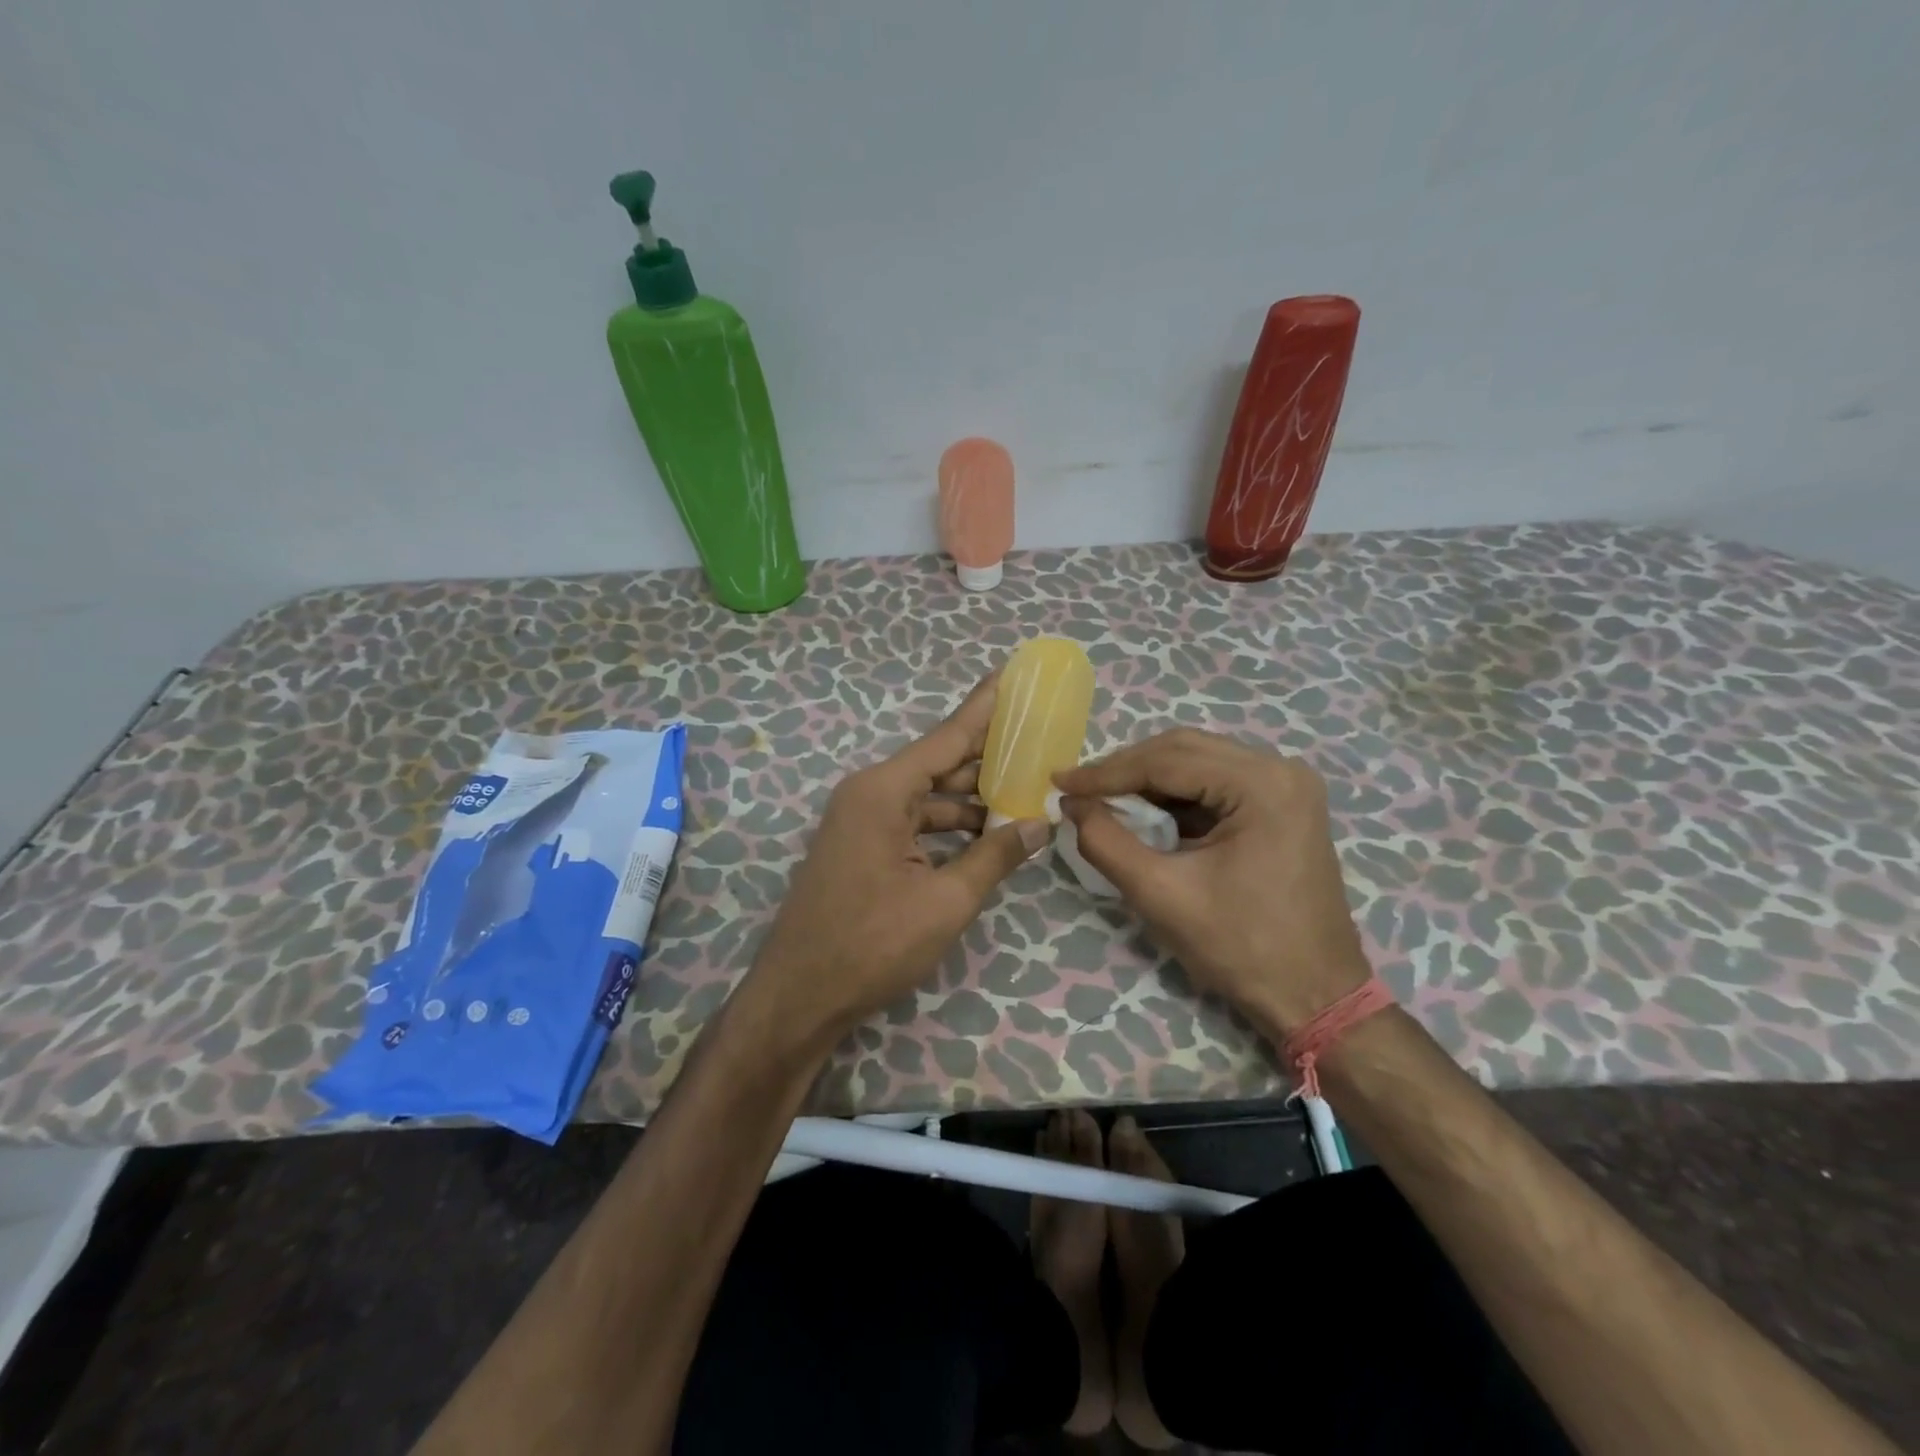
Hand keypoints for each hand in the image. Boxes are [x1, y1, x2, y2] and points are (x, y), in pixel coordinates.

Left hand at [747, 676, 1052, 1044]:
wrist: (800, 996)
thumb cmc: (873, 944)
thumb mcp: (946, 902)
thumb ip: (996, 856)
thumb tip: (1040, 824)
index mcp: (884, 792)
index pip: (946, 737)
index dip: (983, 708)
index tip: (1010, 674)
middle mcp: (870, 794)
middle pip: (939, 764)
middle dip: (988, 757)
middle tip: (1036, 741)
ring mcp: (862, 821)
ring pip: (928, 797)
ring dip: (973, 799)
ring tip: (1026, 792)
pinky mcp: (861, 847)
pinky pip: (914, 822)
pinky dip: (949, 826)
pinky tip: (987, 832)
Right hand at [1054, 728, 1369, 1032]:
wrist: (1314, 996)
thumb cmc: (1241, 948)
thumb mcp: (1161, 895)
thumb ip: (1106, 842)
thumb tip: (1072, 804)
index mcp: (1262, 785)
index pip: (1167, 761)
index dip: (1106, 772)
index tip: (1059, 782)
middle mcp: (1280, 769)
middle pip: (1184, 749)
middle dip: (1126, 768)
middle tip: (1078, 788)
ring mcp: (1286, 786)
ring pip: (1198, 761)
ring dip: (1147, 778)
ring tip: (1101, 797)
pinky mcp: (1282, 805)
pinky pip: (1215, 783)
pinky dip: (1174, 794)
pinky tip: (1143, 810)